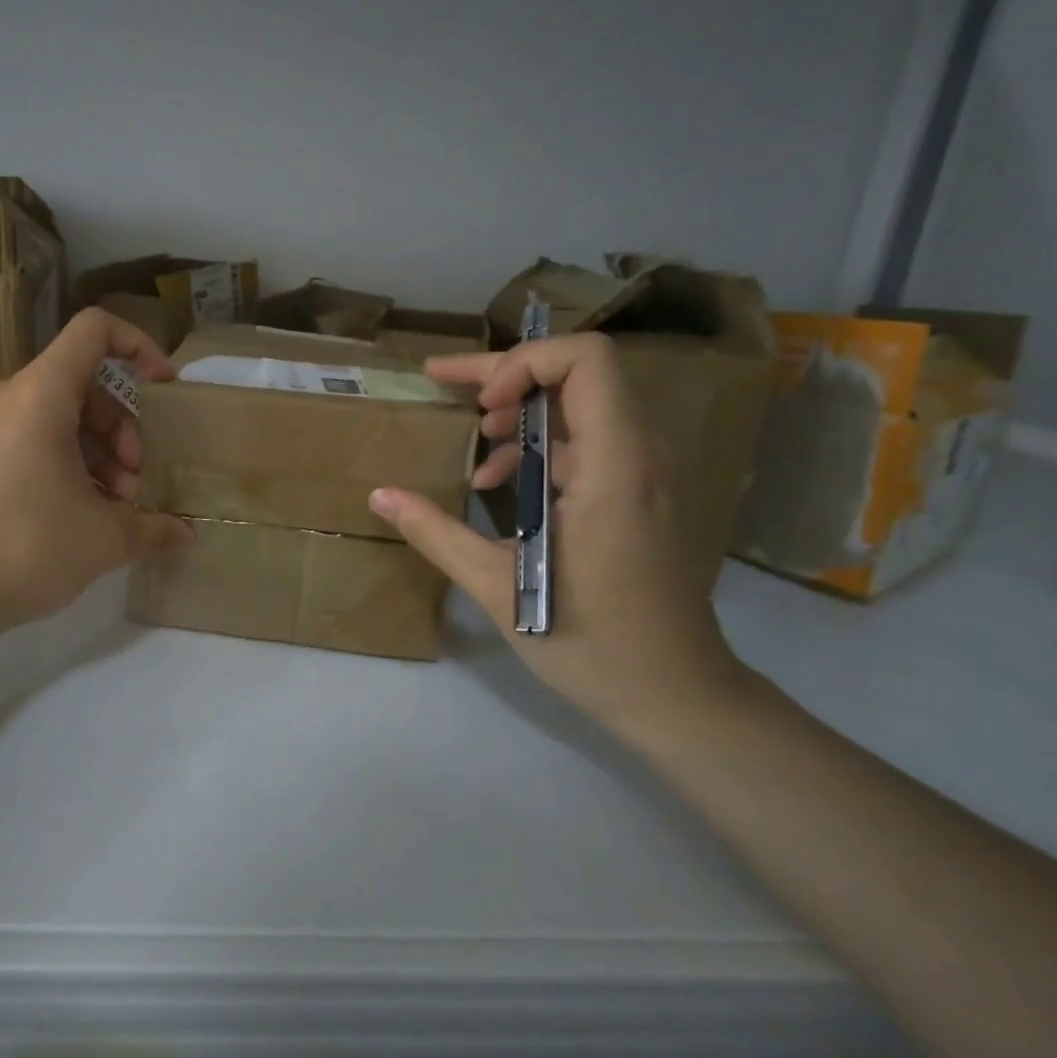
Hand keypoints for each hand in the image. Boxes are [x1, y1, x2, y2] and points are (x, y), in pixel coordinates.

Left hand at [0, 308, 193, 638]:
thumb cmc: (23, 547)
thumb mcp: (104, 540)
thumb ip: (154, 529)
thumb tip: (186, 535)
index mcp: (40, 393)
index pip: (95, 330)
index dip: (139, 347)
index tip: (164, 390)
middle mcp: (8, 396)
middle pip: (84, 384)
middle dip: (123, 429)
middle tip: (134, 482)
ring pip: (59, 416)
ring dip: (99, 453)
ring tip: (112, 508)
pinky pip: (32, 438)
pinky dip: (66, 463)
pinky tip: (79, 515)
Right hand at [368, 333, 744, 736]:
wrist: (677, 697)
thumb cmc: (590, 642)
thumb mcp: (497, 587)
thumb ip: (436, 533)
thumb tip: (379, 494)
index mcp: (616, 466)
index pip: (586, 360)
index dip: (524, 363)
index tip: (479, 405)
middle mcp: (640, 455)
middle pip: (576, 374)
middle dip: (504, 374)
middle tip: (442, 382)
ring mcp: (643, 474)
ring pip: (580, 407)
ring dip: (520, 411)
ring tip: (474, 441)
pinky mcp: (637, 495)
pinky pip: (585, 444)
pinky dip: (538, 447)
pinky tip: (500, 486)